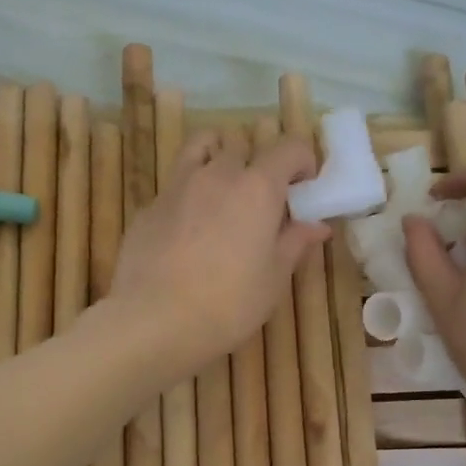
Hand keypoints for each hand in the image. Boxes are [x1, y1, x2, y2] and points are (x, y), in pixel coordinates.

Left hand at [109, 129, 329, 380]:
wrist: (153, 320)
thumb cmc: (228, 304)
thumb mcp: (273, 279)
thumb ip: (294, 243)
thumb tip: (317, 225)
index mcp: (257, 187)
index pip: (289, 147)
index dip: (303, 161)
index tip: (305, 187)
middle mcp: (217, 174)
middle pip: (242, 145)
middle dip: (258, 162)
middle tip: (264, 199)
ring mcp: (177, 186)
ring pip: (201, 147)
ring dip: (218, 157)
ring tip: (224, 192)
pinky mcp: (149, 206)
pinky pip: (175, 183)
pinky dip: (189, 191)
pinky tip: (189, 228)